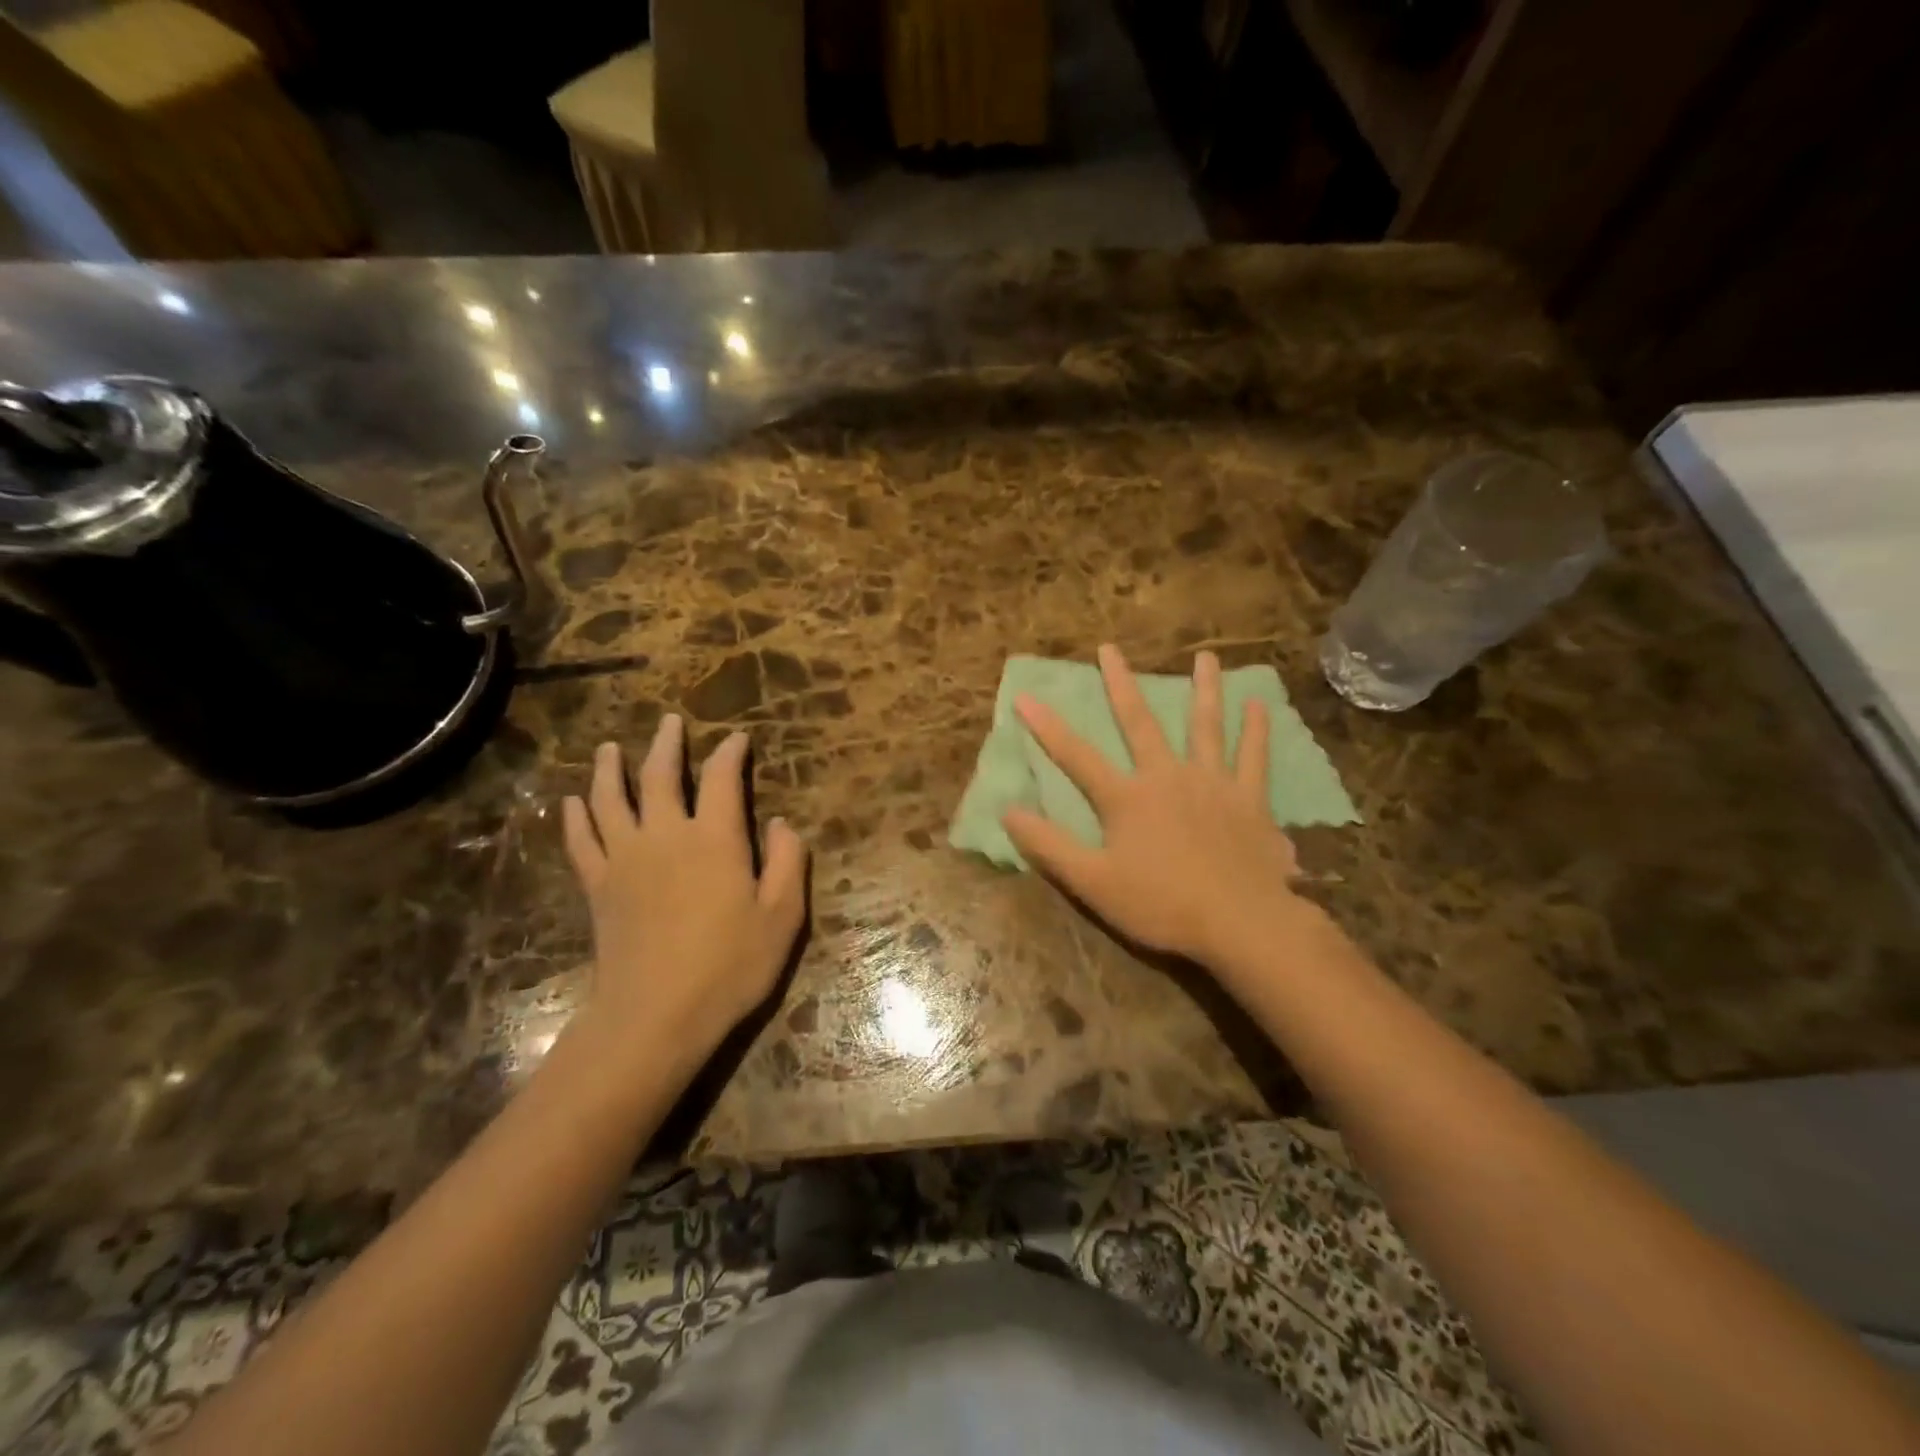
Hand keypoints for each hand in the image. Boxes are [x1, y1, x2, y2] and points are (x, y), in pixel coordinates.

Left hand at [562, 716, 807, 1058]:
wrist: (656, 1016)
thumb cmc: (729, 966)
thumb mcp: (782, 916)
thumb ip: (788, 862)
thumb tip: (783, 823)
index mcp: (715, 838)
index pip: (722, 778)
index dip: (730, 753)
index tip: (737, 738)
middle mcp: (666, 835)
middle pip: (660, 776)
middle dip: (667, 744)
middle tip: (669, 722)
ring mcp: (625, 859)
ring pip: (611, 799)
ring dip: (611, 768)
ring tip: (610, 747)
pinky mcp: (598, 887)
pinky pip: (582, 841)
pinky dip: (576, 817)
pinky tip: (572, 802)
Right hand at [1002, 645, 1307, 972]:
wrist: (1240, 922)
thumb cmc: (1161, 904)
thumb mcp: (1092, 882)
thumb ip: (1049, 846)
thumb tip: (1007, 811)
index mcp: (1127, 797)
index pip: (1076, 756)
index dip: (1047, 727)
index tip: (1025, 695)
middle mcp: (1167, 776)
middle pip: (1139, 723)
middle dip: (1121, 684)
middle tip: (1110, 648)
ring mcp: (1212, 783)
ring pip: (1205, 726)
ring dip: (1205, 689)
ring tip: (1206, 656)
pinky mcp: (1249, 800)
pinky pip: (1254, 758)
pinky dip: (1256, 731)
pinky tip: (1259, 706)